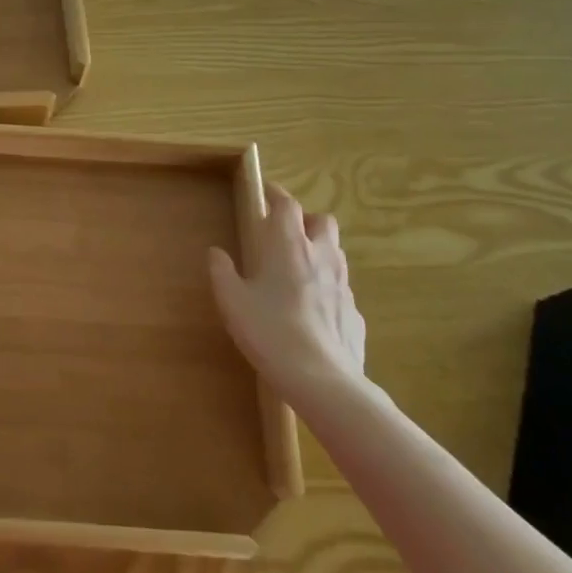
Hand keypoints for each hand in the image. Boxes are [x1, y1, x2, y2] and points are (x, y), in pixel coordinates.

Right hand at [207, 183, 364, 402]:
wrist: (322, 379)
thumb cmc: (270, 331)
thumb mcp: (232, 301)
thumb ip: (222, 272)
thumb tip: (216, 252)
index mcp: (289, 246)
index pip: (288, 205)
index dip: (278, 195)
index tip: (267, 193)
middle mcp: (321, 257)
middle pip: (323, 221)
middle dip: (306, 219)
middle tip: (286, 232)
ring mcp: (343, 285)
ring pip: (335, 252)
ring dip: (319, 250)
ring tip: (297, 268)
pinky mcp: (355, 312)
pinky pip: (341, 288)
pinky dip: (327, 286)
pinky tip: (312, 309)